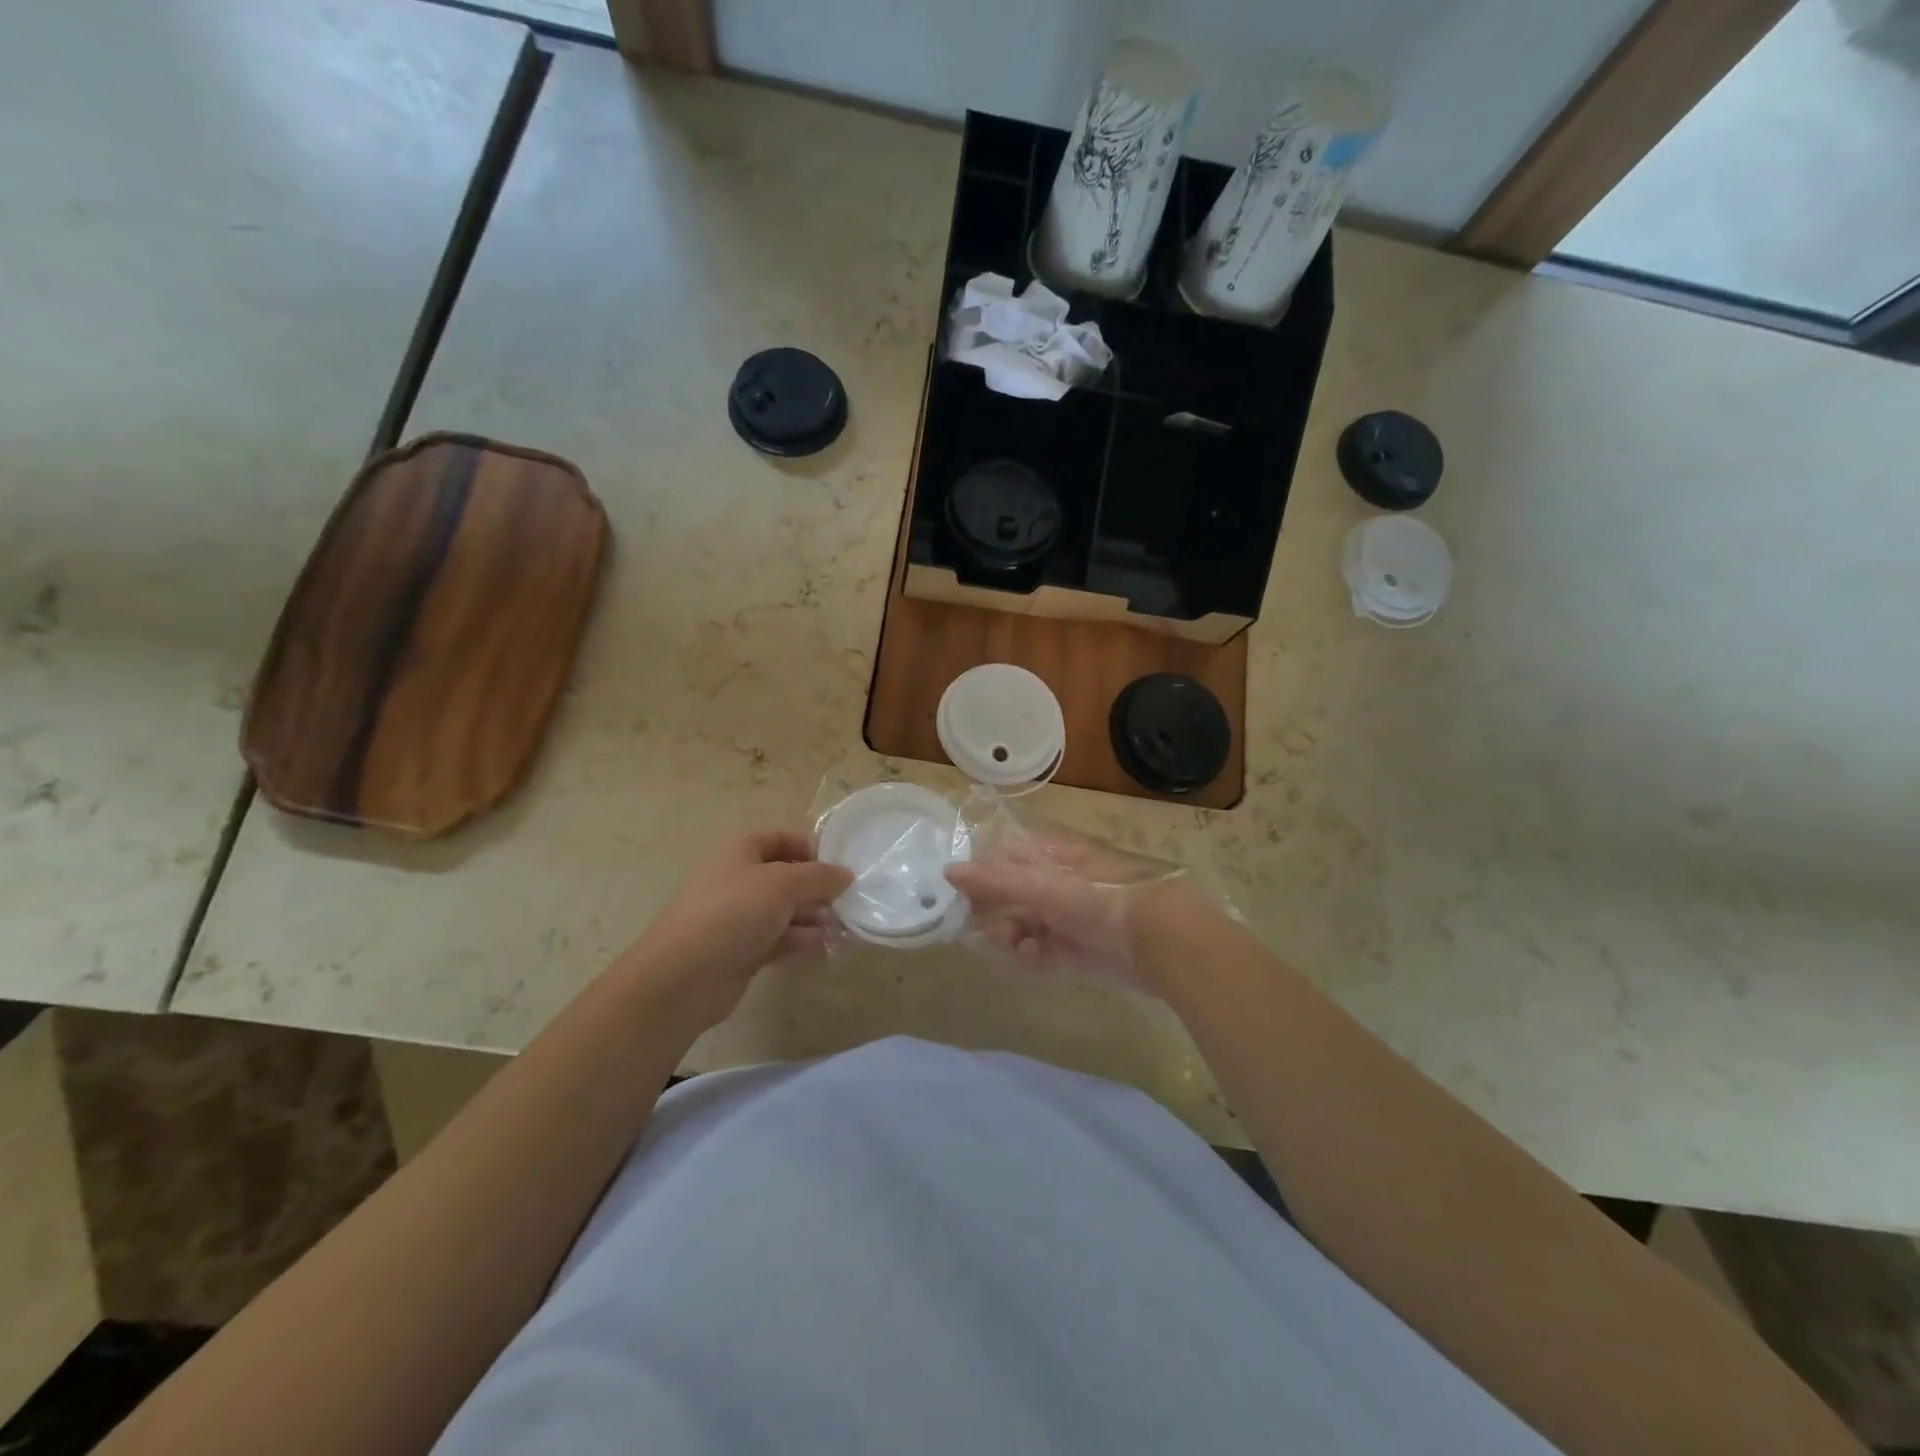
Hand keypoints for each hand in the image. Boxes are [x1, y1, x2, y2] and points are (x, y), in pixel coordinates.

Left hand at [618, 830, 852, 1031]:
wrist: (682, 978)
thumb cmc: (732, 914)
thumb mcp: (782, 884)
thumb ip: (819, 876)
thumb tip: (845, 875)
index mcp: (739, 852)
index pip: (779, 838)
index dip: (808, 848)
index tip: (836, 867)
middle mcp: (737, 880)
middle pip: (784, 876)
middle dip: (816, 888)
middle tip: (846, 902)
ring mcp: (737, 918)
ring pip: (783, 911)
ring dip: (813, 917)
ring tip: (843, 928)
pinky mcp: (741, 951)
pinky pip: (778, 939)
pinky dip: (801, 940)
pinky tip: (825, 947)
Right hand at [944, 832, 1202, 992]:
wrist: (1165, 941)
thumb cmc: (1101, 899)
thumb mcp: (1045, 886)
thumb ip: (996, 881)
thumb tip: (949, 870)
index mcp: (1054, 855)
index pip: (1006, 858)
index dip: (982, 875)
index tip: (961, 897)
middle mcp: (1060, 883)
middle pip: (1012, 894)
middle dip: (995, 912)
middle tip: (983, 927)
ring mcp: (1071, 917)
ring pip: (1025, 925)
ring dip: (1012, 936)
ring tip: (1014, 946)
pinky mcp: (1080, 951)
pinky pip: (1044, 952)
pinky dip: (1033, 957)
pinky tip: (1032, 958)